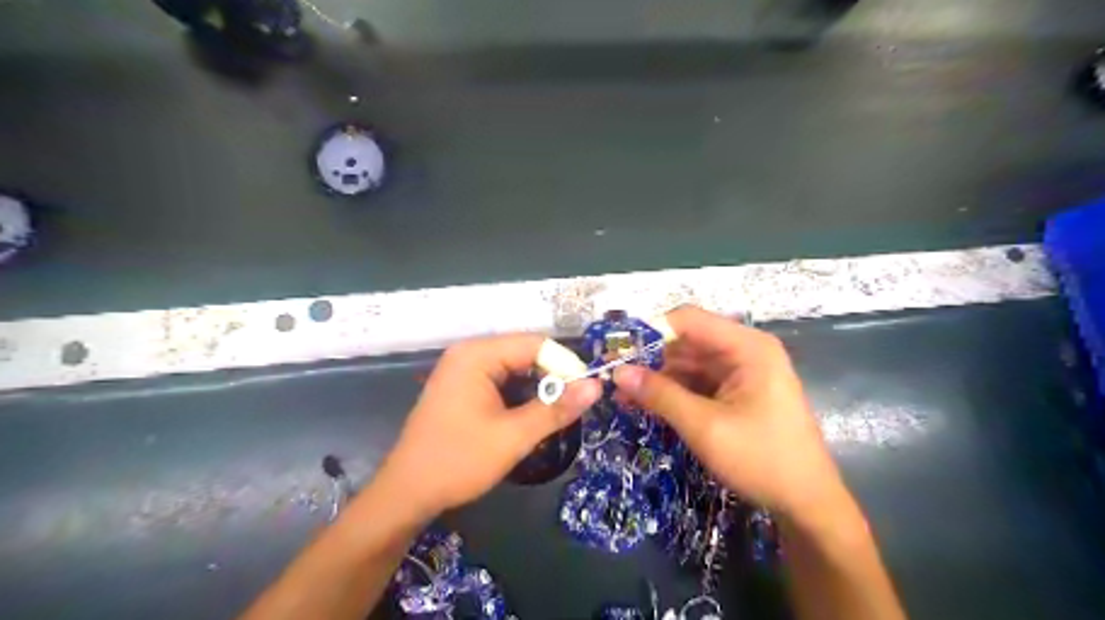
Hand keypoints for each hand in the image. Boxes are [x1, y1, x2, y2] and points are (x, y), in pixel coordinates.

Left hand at [375, 333, 601, 518]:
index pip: (536, 344)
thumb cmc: (459, 461)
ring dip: (537, 388)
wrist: (407, 493)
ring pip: (515, 368)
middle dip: (552, 377)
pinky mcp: (461, 386)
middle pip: (525, 353)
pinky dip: (520, 394)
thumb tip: (596, 386)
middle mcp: (469, 353)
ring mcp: (462, 369)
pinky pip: (501, 380)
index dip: (565, 365)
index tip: (586, 393)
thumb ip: (556, 408)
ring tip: (556, 414)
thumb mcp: (514, 436)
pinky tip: (530, 416)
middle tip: (573, 407)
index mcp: (477, 354)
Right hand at [613, 305, 846, 517]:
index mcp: (747, 347)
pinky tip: (646, 404)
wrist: (807, 504)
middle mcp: (745, 351)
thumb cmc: (762, 459)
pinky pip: (698, 382)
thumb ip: (660, 395)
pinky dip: (673, 392)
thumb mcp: (705, 427)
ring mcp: (742, 372)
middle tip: (613, 377)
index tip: (617, 351)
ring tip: (622, 395)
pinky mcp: (737, 393)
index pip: (688, 320)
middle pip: (687, 341)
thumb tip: (617, 373)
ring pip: (689, 363)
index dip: (650, 331)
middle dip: (650, 358)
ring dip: (658, 378)